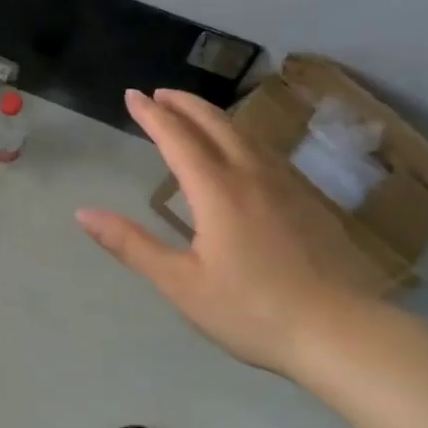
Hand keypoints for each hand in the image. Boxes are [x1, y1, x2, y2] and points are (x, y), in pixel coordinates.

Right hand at [76, 89, 367, 374]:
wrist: (343, 334)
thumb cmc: (252, 311)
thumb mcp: (181, 284)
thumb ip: (132, 245)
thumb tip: (83, 214)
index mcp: (217, 191)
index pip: (177, 138)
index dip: (152, 115)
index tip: (132, 95)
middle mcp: (251, 176)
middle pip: (215, 124)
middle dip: (184, 104)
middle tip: (160, 93)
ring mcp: (286, 186)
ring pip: (245, 134)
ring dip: (214, 116)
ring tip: (194, 113)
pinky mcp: (309, 202)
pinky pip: (266, 151)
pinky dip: (241, 136)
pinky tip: (243, 152)